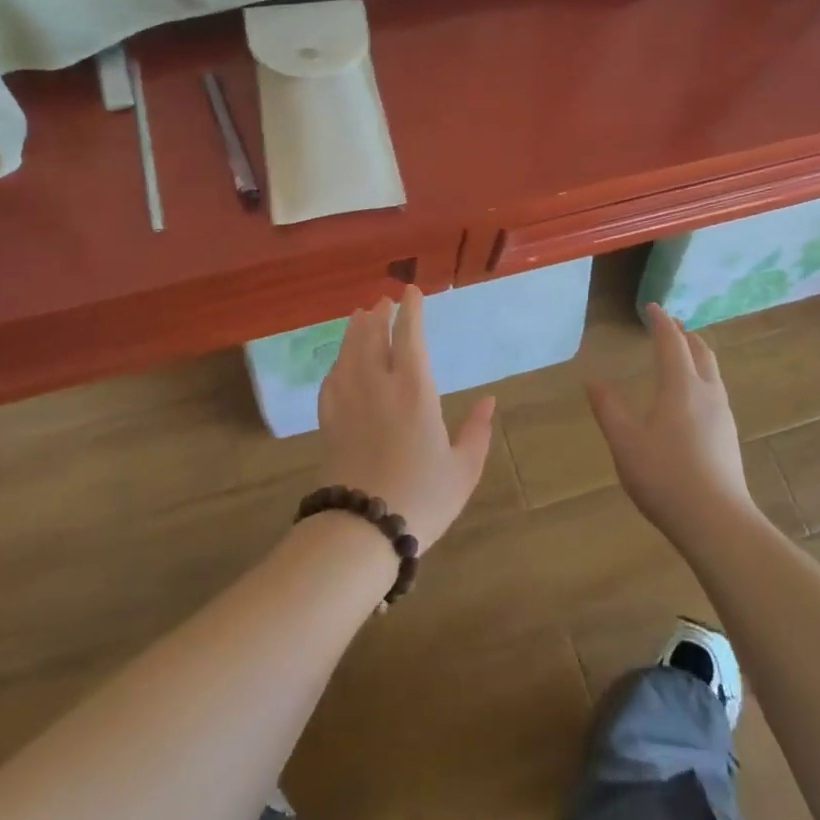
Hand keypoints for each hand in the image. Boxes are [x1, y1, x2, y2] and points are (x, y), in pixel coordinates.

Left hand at [316, 287, 496, 548]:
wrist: (363, 529)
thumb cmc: (421, 498)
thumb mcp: (463, 469)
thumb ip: (477, 432)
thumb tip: (489, 401)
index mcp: (415, 391)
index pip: (409, 337)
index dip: (410, 311)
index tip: (411, 291)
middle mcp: (378, 386)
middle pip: (373, 337)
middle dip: (379, 315)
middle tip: (383, 300)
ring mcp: (349, 401)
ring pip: (349, 353)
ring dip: (355, 330)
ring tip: (359, 315)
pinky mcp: (329, 421)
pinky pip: (331, 380)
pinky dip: (337, 363)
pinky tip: (340, 362)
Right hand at [587, 304, 754, 550]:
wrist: (718, 523)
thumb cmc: (665, 477)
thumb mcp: (625, 442)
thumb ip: (608, 408)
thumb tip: (593, 380)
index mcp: (681, 387)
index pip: (672, 343)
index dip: (661, 322)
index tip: (651, 307)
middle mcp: (707, 393)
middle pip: (701, 352)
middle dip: (684, 335)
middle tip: (669, 326)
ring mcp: (723, 416)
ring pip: (712, 372)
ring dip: (697, 355)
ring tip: (683, 354)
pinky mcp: (729, 437)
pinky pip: (716, 391)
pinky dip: (702, 377)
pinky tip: (693, 398)